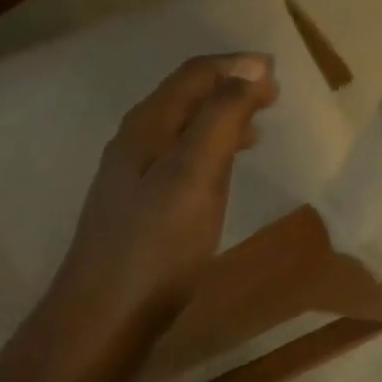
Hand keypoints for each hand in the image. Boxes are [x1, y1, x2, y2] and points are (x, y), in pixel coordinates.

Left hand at [52, 53, 278, 332]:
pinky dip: (209, 150)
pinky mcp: (139, 206)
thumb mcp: (196, 174)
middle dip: (229, 88)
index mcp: (148, 126)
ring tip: (257, 127)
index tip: (276, 72)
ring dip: (220, 119)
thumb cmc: (158, 244)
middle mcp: (135, 142)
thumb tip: (250, 66)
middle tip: (272, 97)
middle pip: (185, 97)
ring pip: (182, 129)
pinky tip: (222, 172)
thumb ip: (222, 117)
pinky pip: (180, 159)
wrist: (105, 315)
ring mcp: (132, 176)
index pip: (193, 76)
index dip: (235, 67)